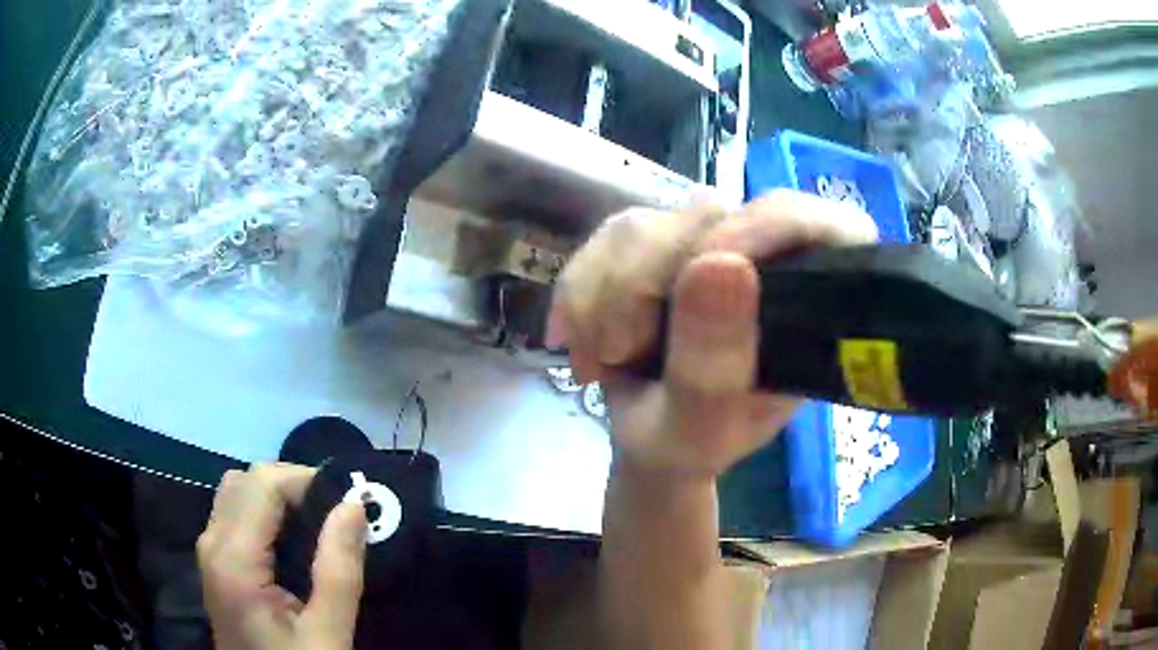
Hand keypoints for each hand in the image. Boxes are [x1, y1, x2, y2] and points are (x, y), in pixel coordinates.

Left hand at [197, 463, 366, 649]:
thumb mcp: (327, 634)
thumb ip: (339, 571)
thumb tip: (353, 504)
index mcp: (233, 560)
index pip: (262, 484)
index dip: (306, 481)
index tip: (348, 506)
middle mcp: (212, 543)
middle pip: (245, 480)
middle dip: (292, 485)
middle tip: (334, 516)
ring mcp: (209, 552)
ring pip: (236, 491)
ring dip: (276, 496)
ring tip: (316, 526)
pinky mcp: (216, 562)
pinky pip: (234, 513)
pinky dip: (264, 511)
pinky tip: (293, 542)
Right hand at [552, 190, 877, 477]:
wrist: (645, 440)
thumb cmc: (688, 446)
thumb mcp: (700, 432)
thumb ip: (713, 367)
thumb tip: (719, 263)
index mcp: (812, 303)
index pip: (821, 227)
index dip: (771, 227)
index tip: (712, 265)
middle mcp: (765, 259)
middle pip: (712, 214)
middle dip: (645, 279)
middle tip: (619, 350)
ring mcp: (708, 244)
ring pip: (647, 222)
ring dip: (602, 292)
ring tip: (597, 360)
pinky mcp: (659, 242)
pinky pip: (607, 237)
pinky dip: (578, 289)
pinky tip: (573, 338)